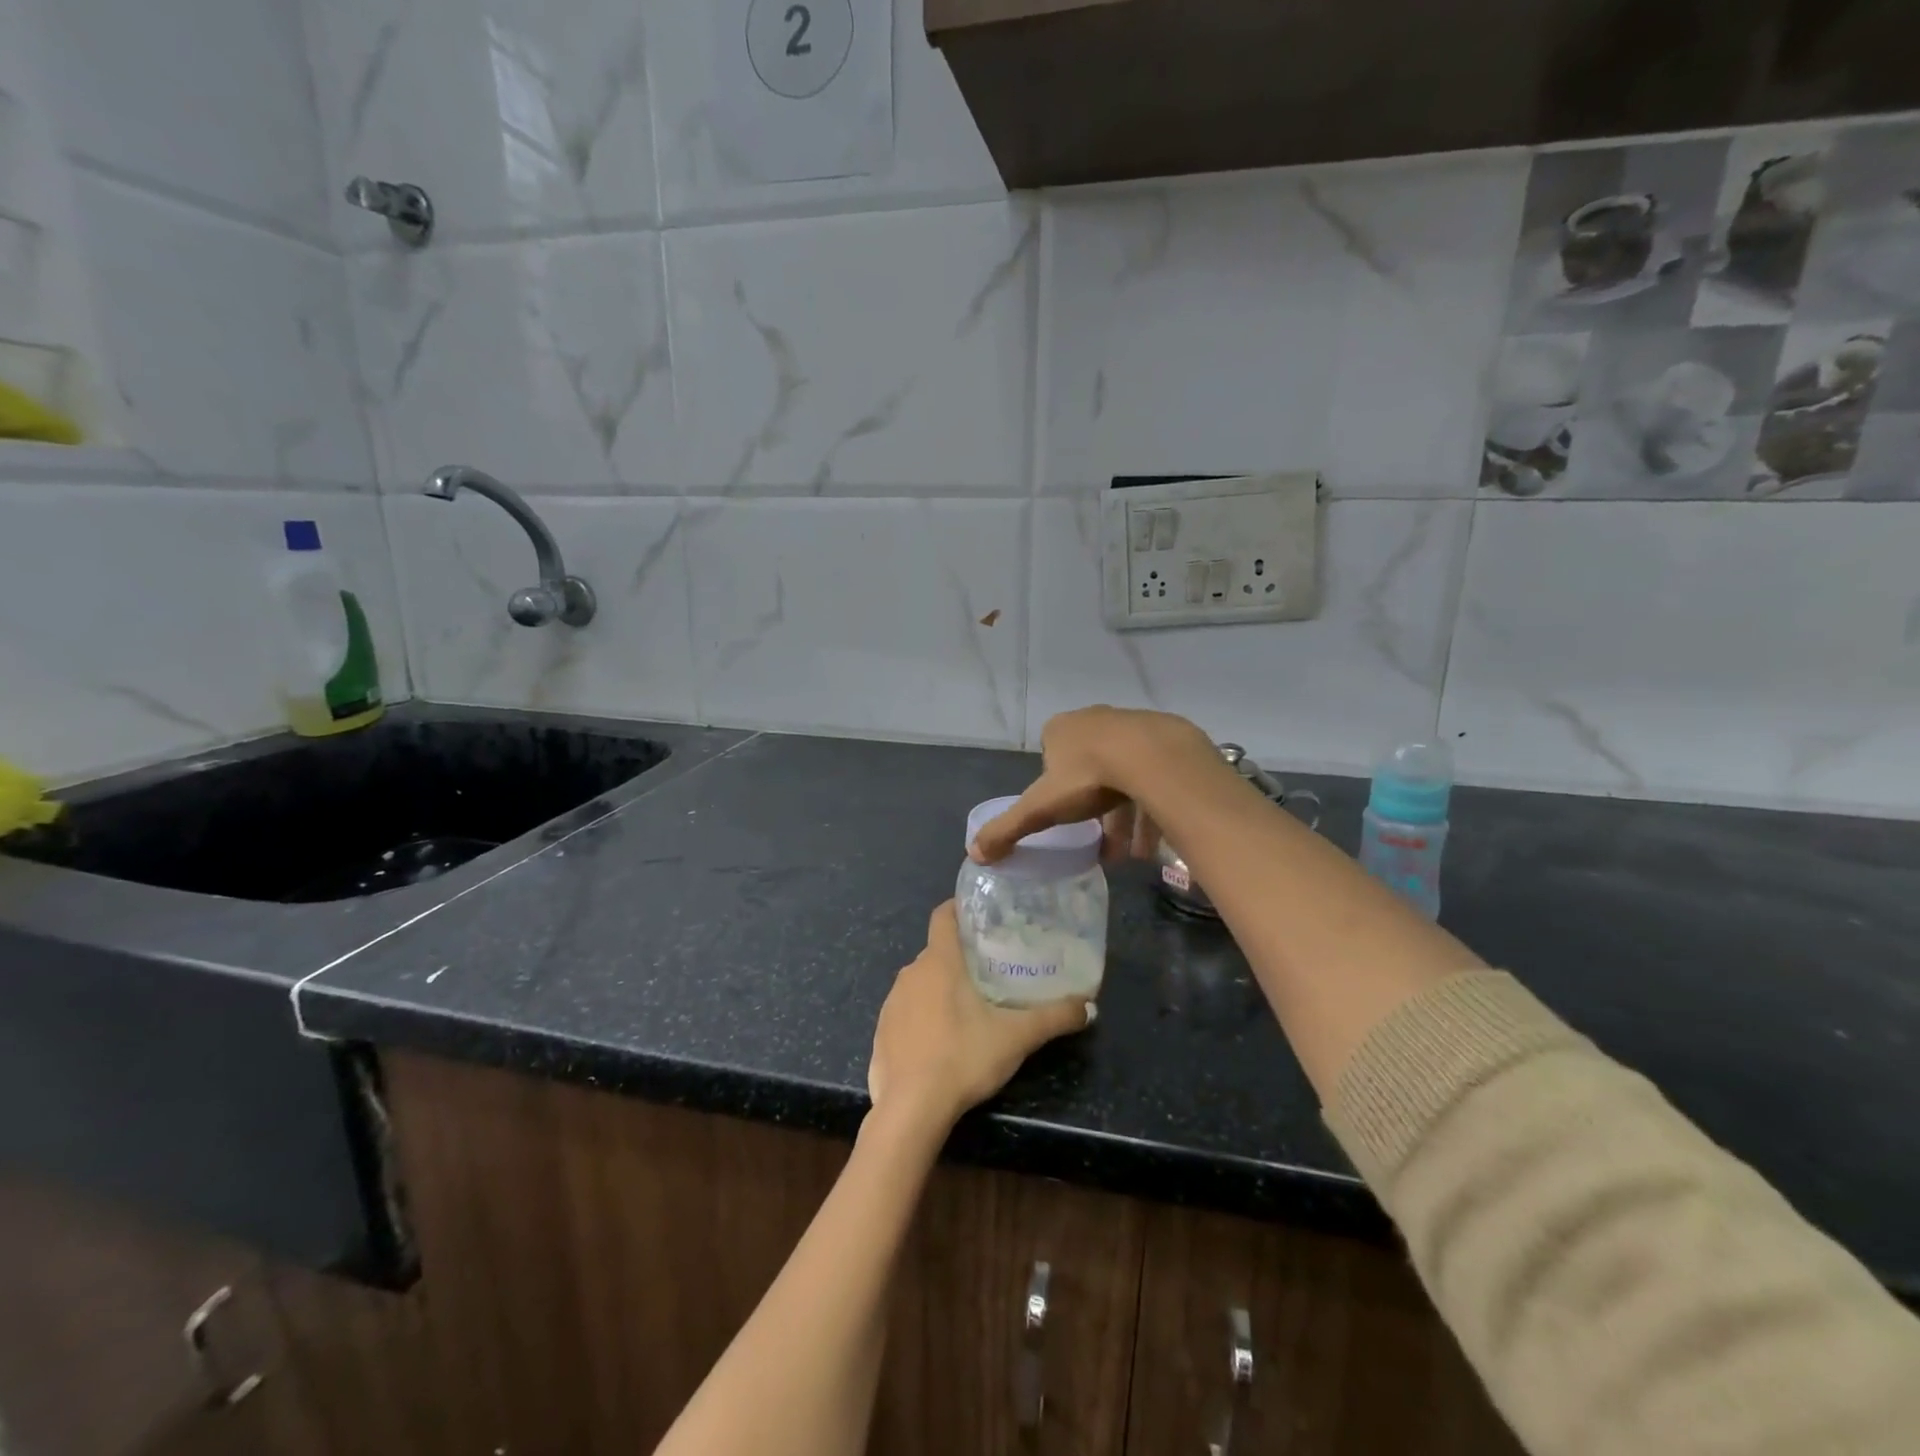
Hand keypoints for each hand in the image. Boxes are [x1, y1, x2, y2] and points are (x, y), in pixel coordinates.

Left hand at [868, 902, 1093, 1134]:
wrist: (910, 1109)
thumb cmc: (963, 1057)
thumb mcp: (1016, 1037)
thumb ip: (1054, 1018)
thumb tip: (1089, 1007)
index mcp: (939, 961)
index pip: (942, 916)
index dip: (959, 908)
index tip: (981, 915)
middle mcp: (910, 972)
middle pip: (936, 951)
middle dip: (961, 956)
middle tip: (992, 969)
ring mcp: (892, 1002)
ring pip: (921, 982)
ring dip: (941, 988)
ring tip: (970, 1006)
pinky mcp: (881, 1032)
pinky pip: (906, 1012)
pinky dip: (923, 1016)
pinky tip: (942, 1041)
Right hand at [969, 706, 1218, 864]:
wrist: (1153, 757)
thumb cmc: (1088, 777)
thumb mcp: (1040, 808)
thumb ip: (1007, 829)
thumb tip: (973, 853)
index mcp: (1061, 729)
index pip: (1051, 756)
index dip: (1055, 788)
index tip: (1064, 815)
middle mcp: (1095, 720)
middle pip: (1090, 769)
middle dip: (1093, 809)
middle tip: (1100, 843)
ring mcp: (1133, 726)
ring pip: (1124, 776)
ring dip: (1125, 817)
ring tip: (1130, 854)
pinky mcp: (1165, 739)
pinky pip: (1154, 777)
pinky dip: (1151, 809)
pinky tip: (1153, 842)